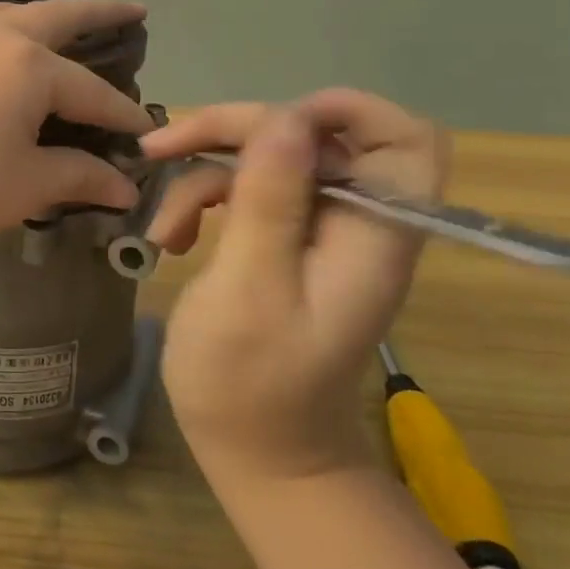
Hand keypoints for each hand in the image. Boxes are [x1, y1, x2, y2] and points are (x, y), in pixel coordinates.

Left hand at [0, 0, 152, 265]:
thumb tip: (124, 185)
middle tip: (131, 11)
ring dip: (32, 16)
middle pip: (58, 17)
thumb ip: (79, 176)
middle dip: (100, 15)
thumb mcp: (21, 189)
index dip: (121, 113)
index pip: (92, 92)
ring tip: (51, 23)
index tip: (143, 130)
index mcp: (29, 66)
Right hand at [140, 91, 448, 483]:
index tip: (270, 123)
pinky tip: (171, 237)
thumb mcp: (251, 290)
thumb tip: (286, 118)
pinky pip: (248, 188)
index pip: (405, 140)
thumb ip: (270, 202)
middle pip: (310, 135)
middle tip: (164, 147)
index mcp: (371, 234)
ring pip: (269, 157)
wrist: (259, 457)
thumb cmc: (252, 386)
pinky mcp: (285, 240)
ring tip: (164, 226)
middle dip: (235, 132)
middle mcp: (354, 222)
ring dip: (205, 172)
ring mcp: (318, 230)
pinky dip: (204, 199)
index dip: (346, 111)